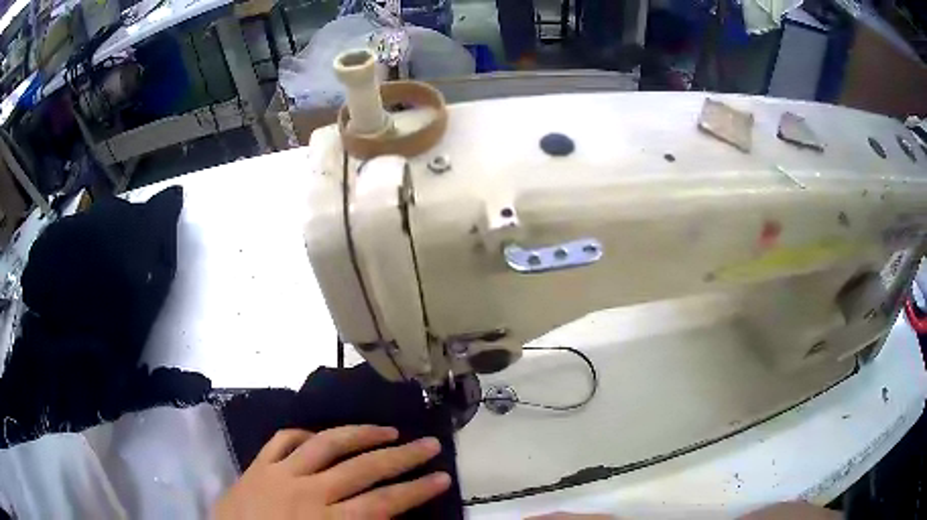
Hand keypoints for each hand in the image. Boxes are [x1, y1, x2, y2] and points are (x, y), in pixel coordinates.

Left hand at [213, 426, 450, 518]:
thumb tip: (388, 516)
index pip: (383, 503)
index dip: (416, 490)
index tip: (442, 477)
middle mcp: (308, 492)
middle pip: (363, 469)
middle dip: (402, 457)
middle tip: (430, 444)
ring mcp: (280, 474)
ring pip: (327, 444)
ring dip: (361, 434)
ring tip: (388, 430)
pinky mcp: (258, 465)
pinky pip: (284, 440)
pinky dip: (306, 434)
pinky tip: (322, 435)